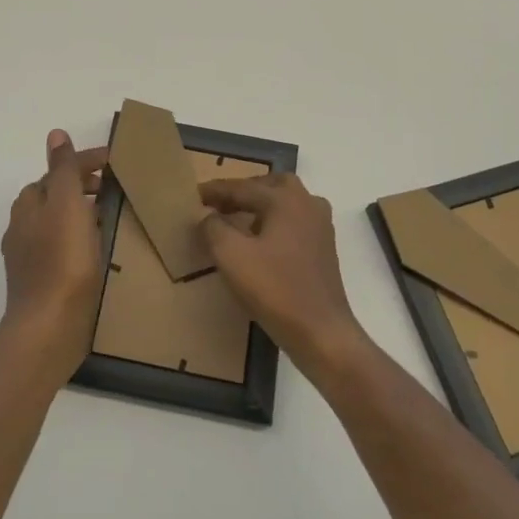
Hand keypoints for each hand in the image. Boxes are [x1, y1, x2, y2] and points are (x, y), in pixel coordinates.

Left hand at [0, 130, 108, 382]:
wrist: (49, 328)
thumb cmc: (61, 260)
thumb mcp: (66, 204)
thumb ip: (62, 169)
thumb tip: (55, 134)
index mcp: (28, 205)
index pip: (57, 171)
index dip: (85, 162)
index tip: (116, 163)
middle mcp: (23, 228)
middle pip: (54, 196)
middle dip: (82, 187)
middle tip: (115, 190)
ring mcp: (30, 258)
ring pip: (58, 223)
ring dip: (82, 214)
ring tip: (111, 218)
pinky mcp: (42, 284)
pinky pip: (63, 249)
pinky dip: (80, 240)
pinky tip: (98, 252)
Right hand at [198, 172, 367, 382]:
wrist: (322, 332)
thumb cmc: (275, 290)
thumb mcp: (231, 256)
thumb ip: (214, 228)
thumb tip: (209, 216)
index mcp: (286, 200)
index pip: (243, 188)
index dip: (216, 191)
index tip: (194, 194)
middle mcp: (307, 204)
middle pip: (270, 186)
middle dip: (244, 191)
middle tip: (220, 203)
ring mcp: (320, 226)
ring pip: (286, 202)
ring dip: (261, 205)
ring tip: (237, 220)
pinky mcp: (324, 248)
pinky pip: (294, 221)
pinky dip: (275, 222)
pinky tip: (261, 242)